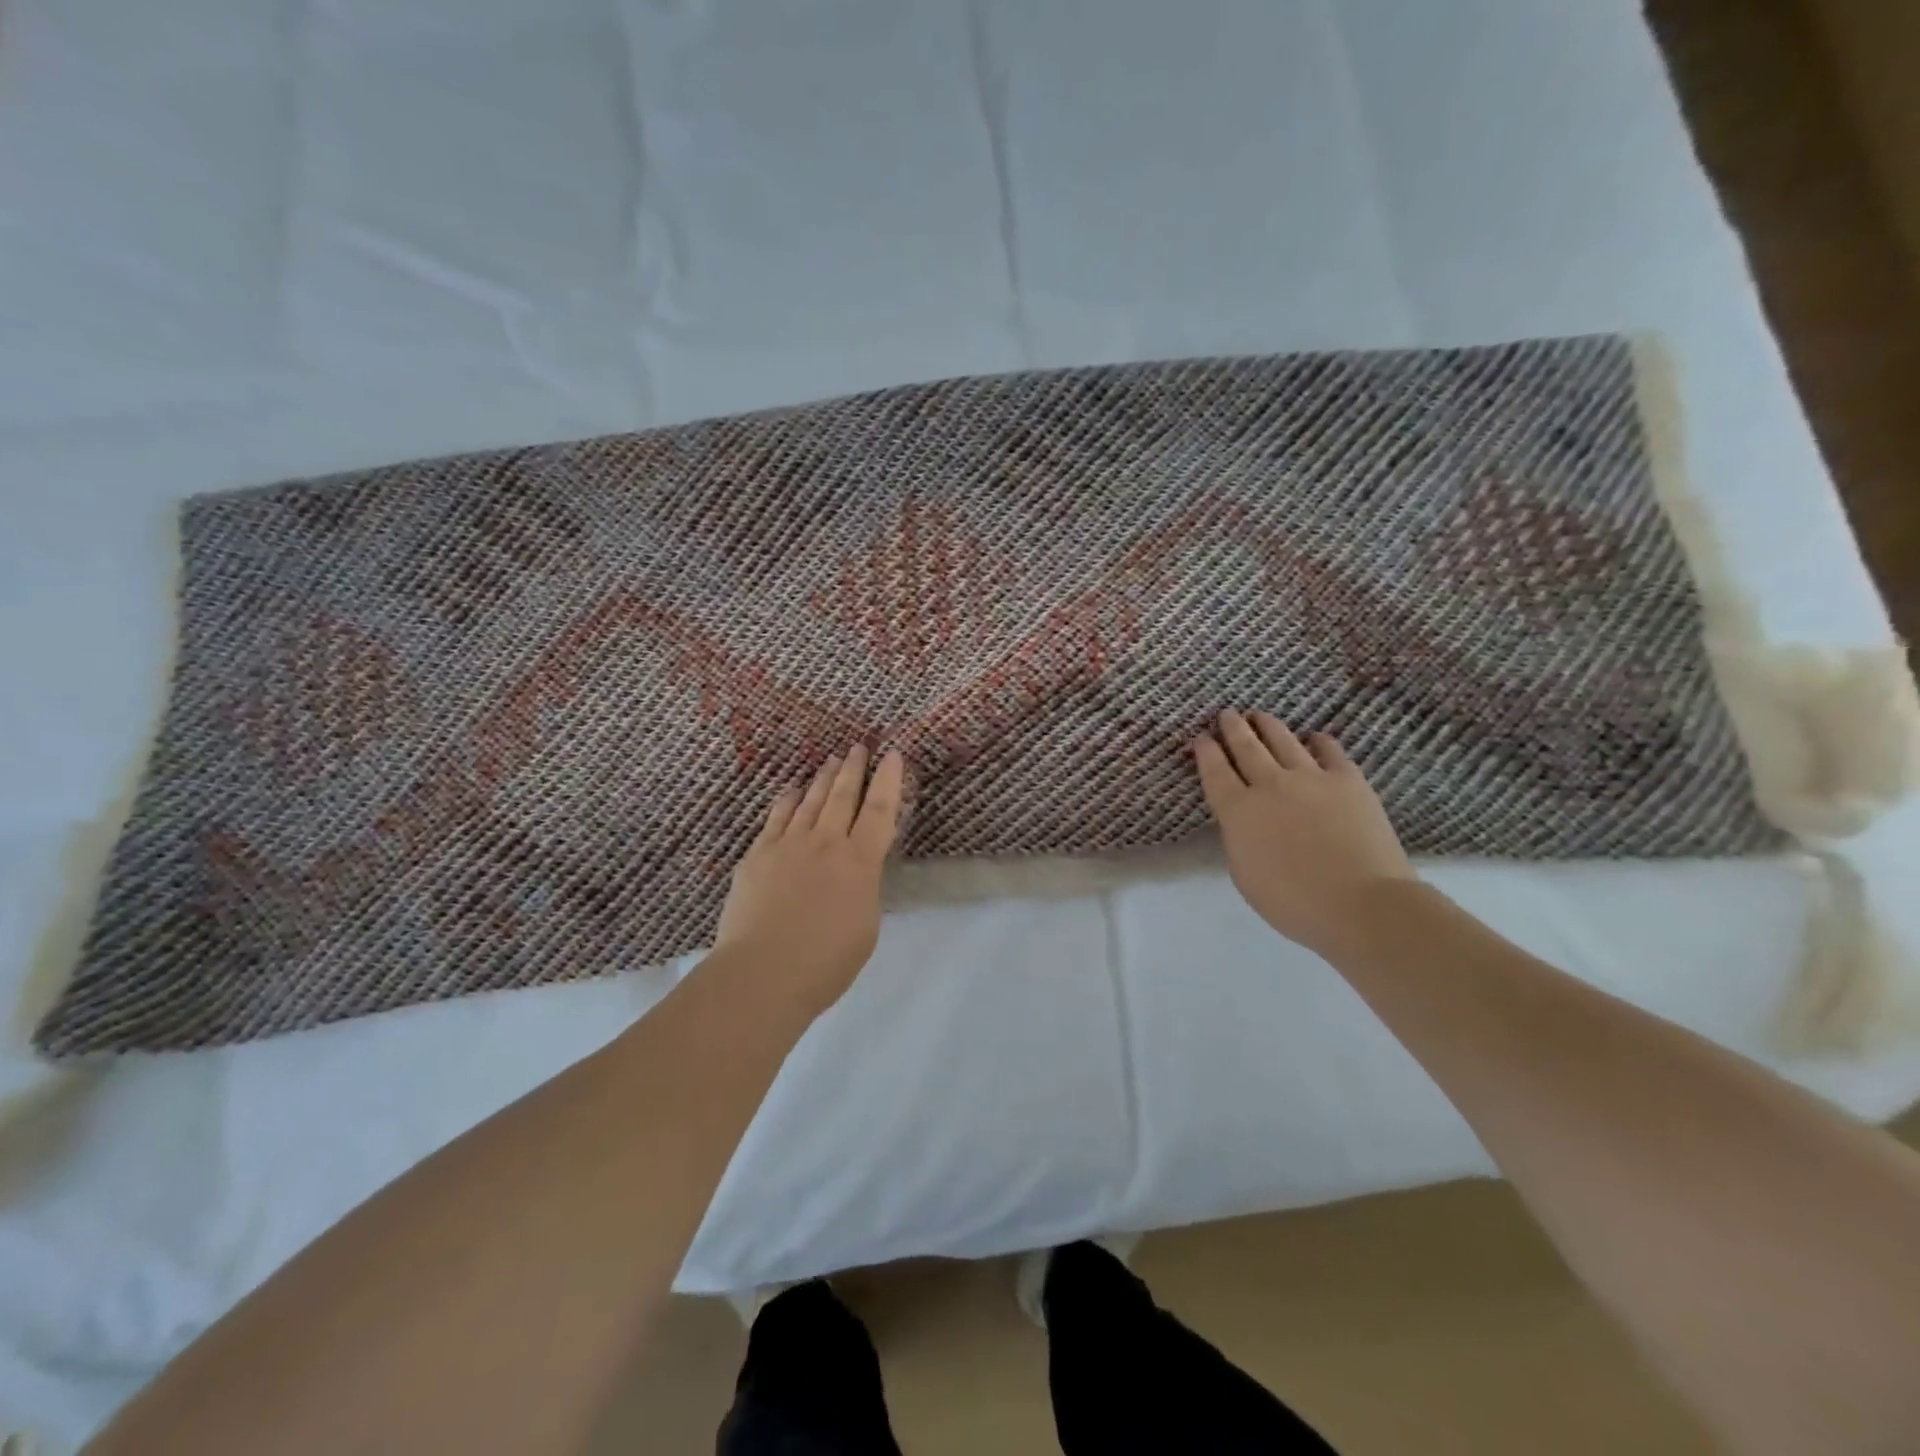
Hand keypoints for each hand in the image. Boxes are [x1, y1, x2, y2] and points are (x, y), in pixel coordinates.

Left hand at [714, 744, 904, 1013]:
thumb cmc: (825, 962)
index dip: (889, 781)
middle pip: (843, 796)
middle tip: (858, 747)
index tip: (894, 754)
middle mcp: (826, 843)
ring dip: (823, 779)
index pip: (881, 811)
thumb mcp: (865, 927)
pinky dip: (788, 799)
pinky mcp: (758, 855)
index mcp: (860, 862)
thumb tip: (856, 874)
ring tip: (831, 760)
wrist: (762, 973)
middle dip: (853, 769)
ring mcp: (788, 845)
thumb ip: (864, 890)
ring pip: (810, 801)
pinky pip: (777, 817)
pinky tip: (792, 790)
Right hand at [1194, 709, 1415, 957]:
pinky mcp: (1347, 780)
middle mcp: (1270, 785)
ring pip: (1283, 741)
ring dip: (1268, 726)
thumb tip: (1243, 821)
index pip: (1215, 773)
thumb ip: (1239, 840)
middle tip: (1227, 714)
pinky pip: (1328, 751)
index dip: (1206, 753)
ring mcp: (1311, 778)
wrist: (1361, 903)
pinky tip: (1314, 737)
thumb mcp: (1245, 875)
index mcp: (1239, 811)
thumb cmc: (1294, 902)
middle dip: (1233, 729)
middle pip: (1246, 748)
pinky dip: (1317, 741)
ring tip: (1259, 715)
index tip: (1201, 738)